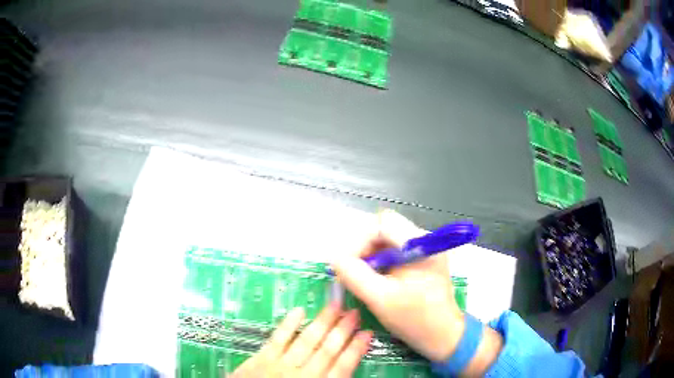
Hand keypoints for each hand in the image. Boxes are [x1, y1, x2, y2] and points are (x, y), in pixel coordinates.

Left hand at [232, 303, 371, 377]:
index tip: (367, 333)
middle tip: (354, 312)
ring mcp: (281, 365)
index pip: (342, 368)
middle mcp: (303, 375)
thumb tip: (345, 372)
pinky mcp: (262, 358)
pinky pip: (277, 339)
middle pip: (326, 351)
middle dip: (342, 331)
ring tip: (335, 306)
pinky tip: (299, 310)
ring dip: (322, 323)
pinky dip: (288, 324)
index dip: (356, 350)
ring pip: (306, 341)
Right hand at [330, 210, 463, 361]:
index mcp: (420, 244)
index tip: (348, 264)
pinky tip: (374, 282)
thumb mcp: (380, 299)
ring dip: (369, 257)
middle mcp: (423, 240)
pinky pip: (392, 253)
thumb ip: (354, 275)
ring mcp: (423, 251)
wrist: (443, 336)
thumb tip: (335, 258)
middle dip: (363, 249)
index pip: (382, 223)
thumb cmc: (415, 319)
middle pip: (383, 230)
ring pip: (386, 241)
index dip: (360, 240)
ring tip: (361, 279)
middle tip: (351, 273)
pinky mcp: (421, 262)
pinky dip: (378, 264)